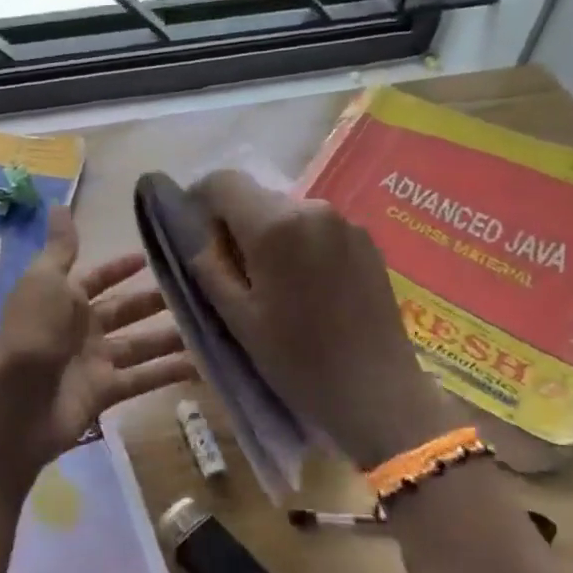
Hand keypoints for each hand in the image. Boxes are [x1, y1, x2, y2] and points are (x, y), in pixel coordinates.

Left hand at [0, 207, 194, 471]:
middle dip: (154, 301)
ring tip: (211, 325)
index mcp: (64, 299)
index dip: (120, 268)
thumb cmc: (31, 333)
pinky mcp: (105, 393)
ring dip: (170, 336)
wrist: (14, 404)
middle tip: (197, 291)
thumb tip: (59, 204)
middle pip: (124, 311)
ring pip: (139, 344)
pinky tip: (203, 366)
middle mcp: (80, 329)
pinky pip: (143, 378)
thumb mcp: (45, 281)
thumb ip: (61, 248)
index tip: (153, 256)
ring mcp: (93, 362)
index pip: (97, 278)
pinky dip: (169, 373)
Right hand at [187, 169, 450, 468]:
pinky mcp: (367, 242)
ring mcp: (346, 223)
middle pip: (257, 198)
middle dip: (235, 225)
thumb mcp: (237, 317)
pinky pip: (317, 230)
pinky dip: (299, 247)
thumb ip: (209, 267)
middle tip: (230, 271)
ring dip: (268, 238)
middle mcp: (313, 208)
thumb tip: (199, 238)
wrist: (376, 391)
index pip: (222, 182)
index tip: (195, 235)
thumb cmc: (296, 358)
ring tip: (270, 287)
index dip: (199, 201)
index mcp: (275, 225)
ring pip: (287, 215)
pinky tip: (305, 290)